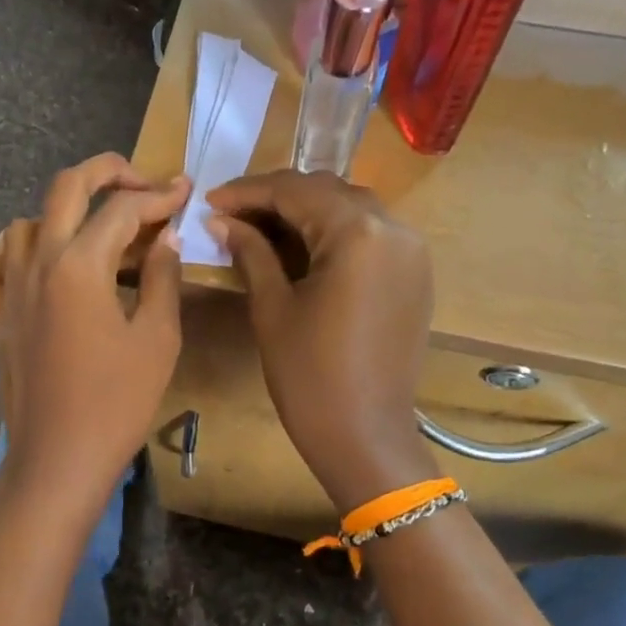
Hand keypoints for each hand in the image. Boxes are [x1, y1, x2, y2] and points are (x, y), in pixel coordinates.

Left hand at [0, 154, 188, 509]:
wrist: (58, 459)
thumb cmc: (117, 403)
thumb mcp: (157, 339)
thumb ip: (162, 279)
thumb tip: (165, 239)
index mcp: (80, 265)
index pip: (122, 209)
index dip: (158, 195)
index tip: (184, 191)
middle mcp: (38, 262)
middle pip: (66, 189)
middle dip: (107, 171)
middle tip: (141, 181)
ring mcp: (9, 289)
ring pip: (28, 221)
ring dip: (66, 211)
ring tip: (98, 232)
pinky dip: (20, 244)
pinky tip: (40, 255)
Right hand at [207, 171, 435, 510]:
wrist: (364, 435)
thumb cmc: (309, 376)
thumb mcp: (272, 308)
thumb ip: (251, 252)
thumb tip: (221, 220)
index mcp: (357, 232)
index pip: (295, 190)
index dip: (248, 191)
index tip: (210, 200)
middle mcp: (394, 228)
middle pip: (327, 192)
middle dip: (277, 198)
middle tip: (232, 215)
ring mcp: (411, 251)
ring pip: (351, 210)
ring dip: (306, 213)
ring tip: (262, 230)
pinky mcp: (415, 275)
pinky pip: (371, 236)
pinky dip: (334, 233)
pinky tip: (303, 249)